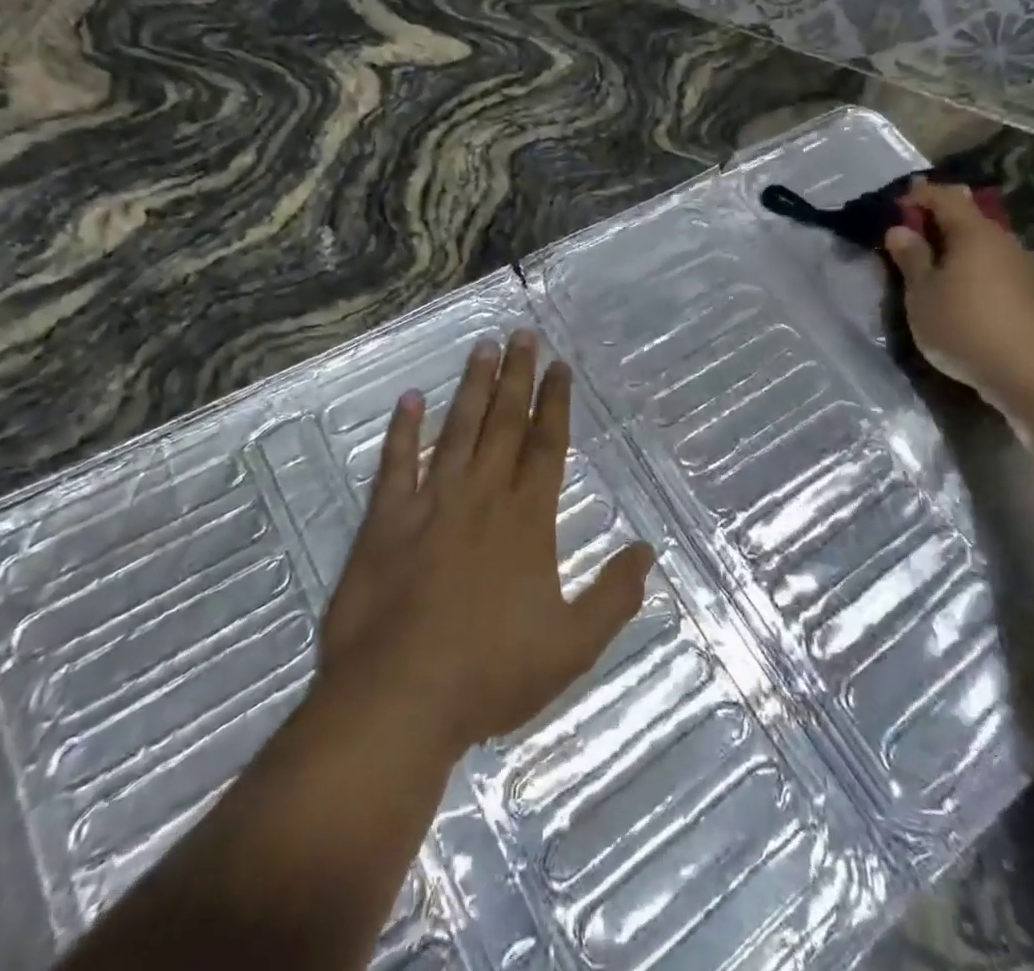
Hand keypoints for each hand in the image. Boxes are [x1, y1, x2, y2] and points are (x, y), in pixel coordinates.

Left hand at [315, 330, 654, 759]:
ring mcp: (431, 503)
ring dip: (472, 387)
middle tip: (522, 334)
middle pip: (504, 423)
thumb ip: (614, 596)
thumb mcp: (572, 646)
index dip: (555, 403)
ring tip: (483, 347)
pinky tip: (410, 399)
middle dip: (517, 376)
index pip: (546, 445)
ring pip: (458, 430)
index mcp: (526, 520)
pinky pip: (396, 463)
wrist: (398, 698)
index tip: (559, 366)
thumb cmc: (490, 673)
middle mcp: (482, 496)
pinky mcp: (386, 520)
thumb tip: (647, 551)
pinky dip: (402, 430)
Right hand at [884, 182, 1033, 411]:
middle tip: (911, 241)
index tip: (896, 206)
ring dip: (958, 253)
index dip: (919, 195)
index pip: (945, 196)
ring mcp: (1026, 269)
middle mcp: (1004, 242)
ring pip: (985, 248)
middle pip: (968, 221)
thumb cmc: (965, 327)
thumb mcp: (922, 294)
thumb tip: (900, 229)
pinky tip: (965, 300)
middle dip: (939, 225)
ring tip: (935, 275)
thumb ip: (911, 258)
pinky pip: (997, 273)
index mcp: (974, 233)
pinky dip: (976, 276)